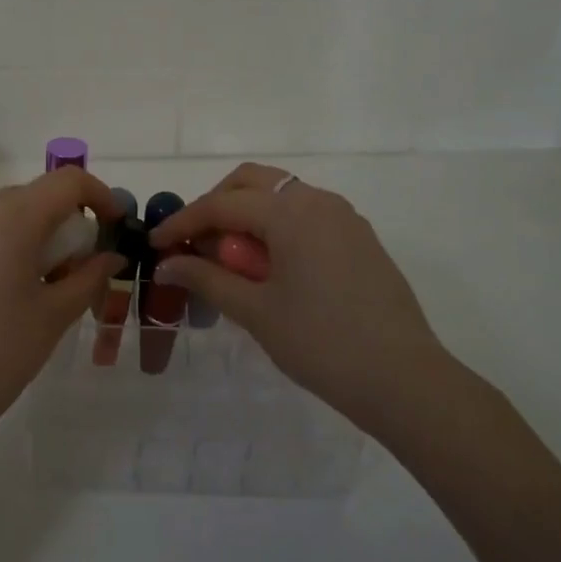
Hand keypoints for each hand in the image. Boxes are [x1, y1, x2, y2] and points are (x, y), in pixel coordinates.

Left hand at [0, 168, 123, 452]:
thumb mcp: (55, 316)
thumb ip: (89, 276)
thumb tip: (110, 256)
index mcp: (12, 220)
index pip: (67, 181)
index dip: (98, 195)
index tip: (112, 225)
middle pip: (30, 196)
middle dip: (60, 220)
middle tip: (71, 264)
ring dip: (22, 233)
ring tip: (27, 280)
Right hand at [150, 163, 452, 432]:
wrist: (404, 379)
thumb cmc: (321, 343)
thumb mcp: (256, 311)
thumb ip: (207, 279)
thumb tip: (166, 265)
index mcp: (291, 212)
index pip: (222, 204)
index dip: (183, 222)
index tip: (156, 245)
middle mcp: (318, 201)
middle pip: (252, 183)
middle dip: (216, 205)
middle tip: (194, 243)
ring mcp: (344, 218)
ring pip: (281, 196)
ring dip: (247, 215)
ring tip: (229, 259)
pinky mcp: (359, 238)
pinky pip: (306, 215)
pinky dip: (277, 227)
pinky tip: (268, 267)